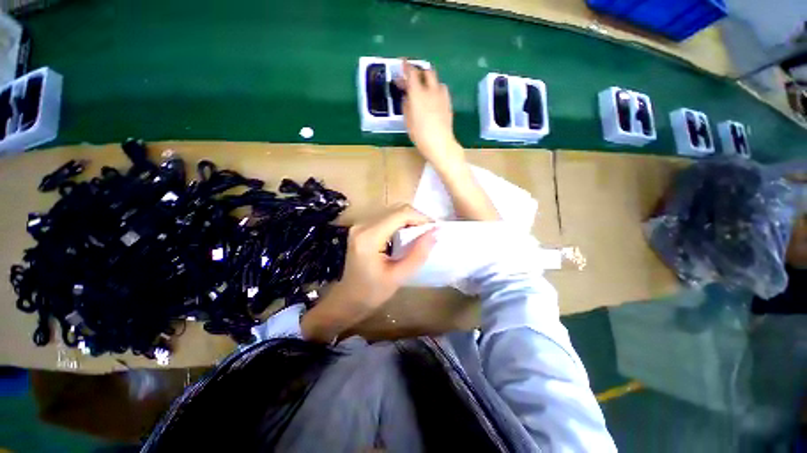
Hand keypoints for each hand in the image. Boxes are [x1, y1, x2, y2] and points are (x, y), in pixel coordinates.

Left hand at [301, 204, 435, 341]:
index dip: (421, 218)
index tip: (435, 230)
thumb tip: (436, 232)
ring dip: (410, 220)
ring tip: (421, 235)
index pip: (401, 214)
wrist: (348, 299)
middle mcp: (363, 225)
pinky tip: (407, 236)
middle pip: (397, 209)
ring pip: (393, 211)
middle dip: (417, 218)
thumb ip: (418, 254)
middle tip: (430, 233)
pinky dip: (401, 223)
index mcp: (369, 237)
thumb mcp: (399, 276)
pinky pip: (387, 217)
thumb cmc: (372, 293)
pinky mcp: (362, 227)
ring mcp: (361, 224)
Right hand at [397, 59, 464, 173]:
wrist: (440, 144)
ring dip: (429, 80)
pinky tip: (433, 98)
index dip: (407, 66)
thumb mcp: (408, 122)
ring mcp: (442, 96)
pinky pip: (442, 90)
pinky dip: (436, 89)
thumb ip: (406, 106)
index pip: (412, 73)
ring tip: (424, 88)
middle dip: (419, 71)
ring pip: (436, 81)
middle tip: (413, 77)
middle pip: (427, 72)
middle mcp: (431, 91)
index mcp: (418, 94)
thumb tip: (407, 97)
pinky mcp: (448, 103)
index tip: (403, 63)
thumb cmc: (420, 136)